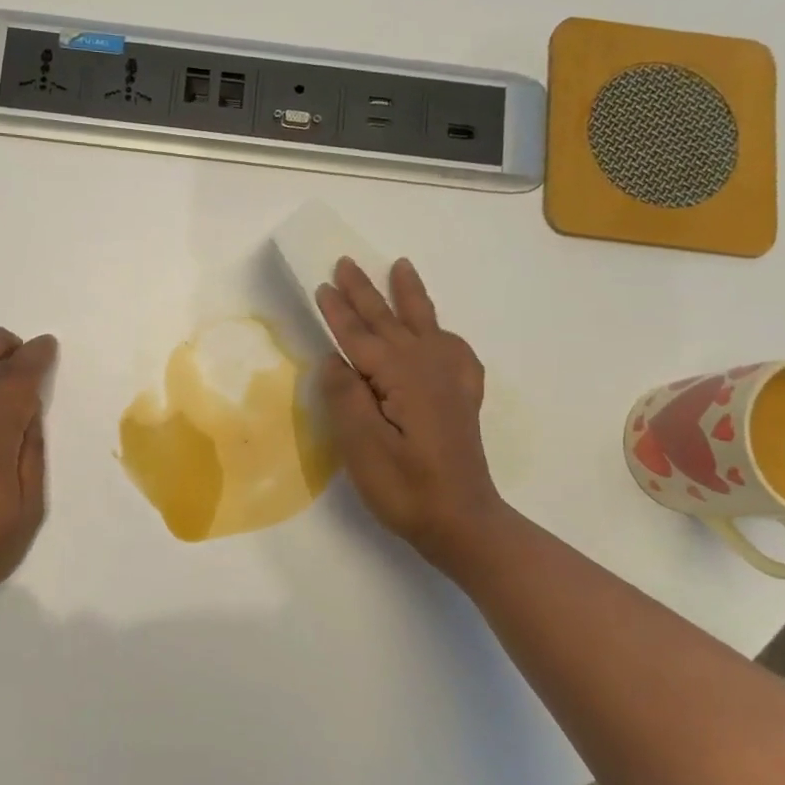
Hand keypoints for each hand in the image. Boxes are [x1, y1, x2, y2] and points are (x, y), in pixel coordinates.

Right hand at [316, 258, 500, 575]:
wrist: (463, 522)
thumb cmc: (406, 488)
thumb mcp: (363, 447)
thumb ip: (346, 397)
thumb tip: (333, 359)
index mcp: (402, 377)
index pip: (360, 337)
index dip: (339, 311)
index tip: (322, 284)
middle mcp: (429, 368)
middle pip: (390, 322)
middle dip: (366, 293)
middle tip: (347, 262)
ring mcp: (450, 382)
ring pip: (424, 326)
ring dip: (408, 297)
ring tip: (402, 268)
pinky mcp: (461, 399)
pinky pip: (453, 350)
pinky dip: (443, 333)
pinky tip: (440, 334)